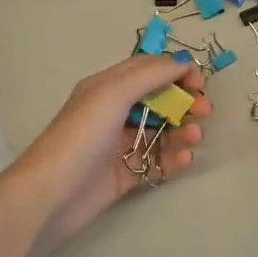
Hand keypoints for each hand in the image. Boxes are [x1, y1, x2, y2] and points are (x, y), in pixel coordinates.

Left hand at [5, 55, 211, 248]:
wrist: (51, 194)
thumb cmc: (82, 136)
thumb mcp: (113, 93)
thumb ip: (149, 75)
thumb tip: (180, 62)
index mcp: (106, 87)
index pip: (147, 69)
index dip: (175, 71)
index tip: (199, 82)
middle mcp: (112, 112)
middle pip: (157, 100)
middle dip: (184, 102)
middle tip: (205, 111)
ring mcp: (118, 145)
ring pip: (160, 131)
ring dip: (182, 130)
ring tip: (195, 138)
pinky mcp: (124, 175)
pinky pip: (155, 161)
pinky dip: (173, 159)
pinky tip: (184, 160)